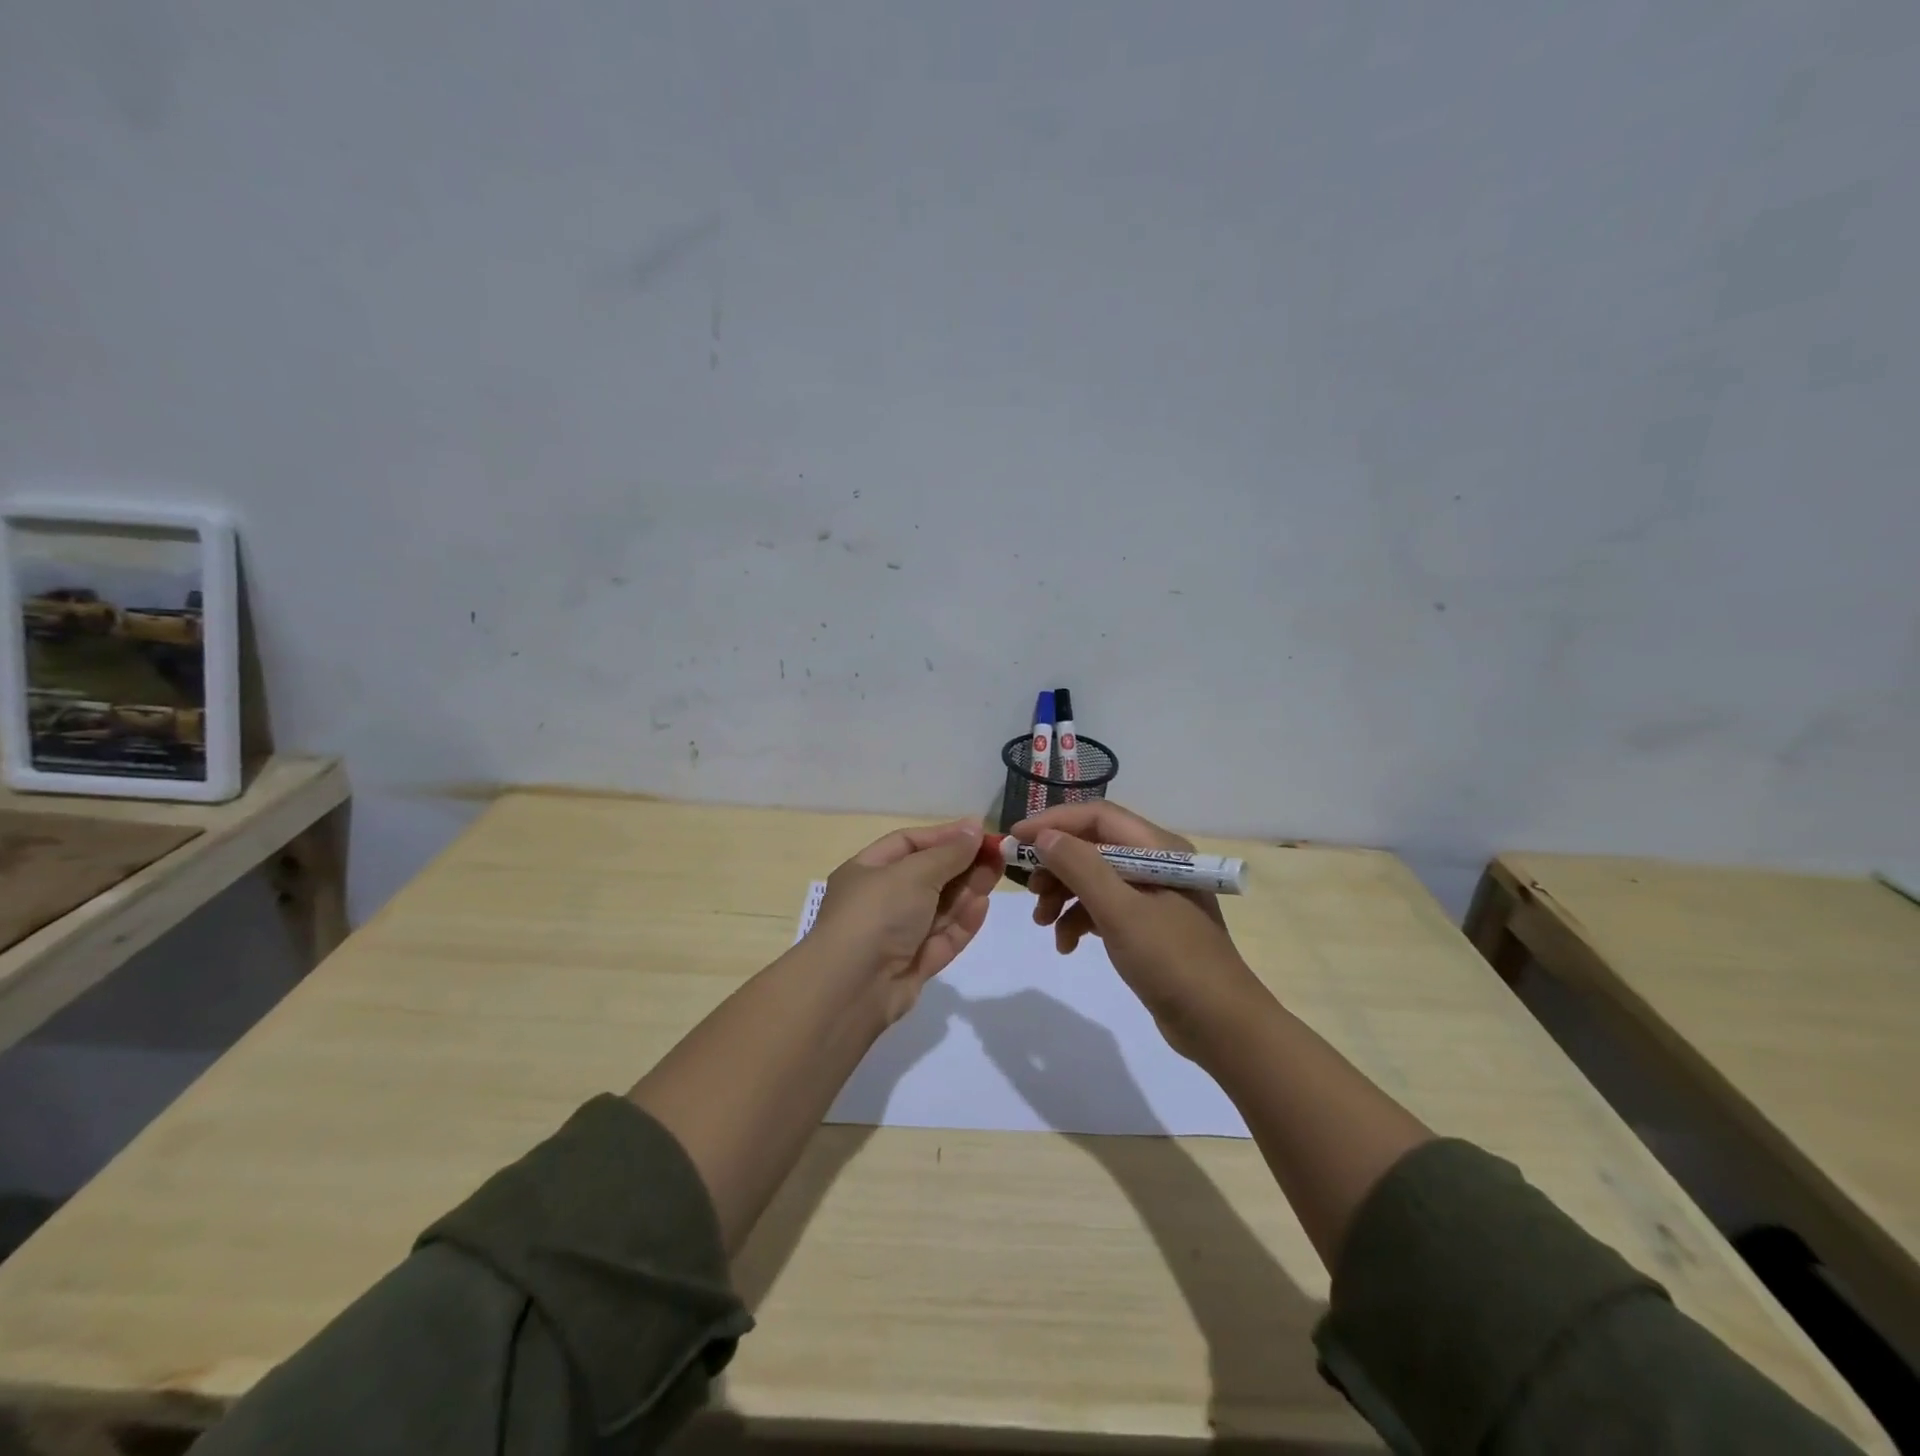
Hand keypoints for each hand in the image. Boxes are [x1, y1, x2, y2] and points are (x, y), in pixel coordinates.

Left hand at [809, 819, 999, 1023]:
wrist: (852, 988)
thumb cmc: (877, 913)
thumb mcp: (913, 873)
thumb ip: (949, 853)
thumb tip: (974, 828)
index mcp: (867, 870)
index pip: (909, 844)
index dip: (944, 836)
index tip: (979, 832)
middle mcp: (880, 900)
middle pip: (928, 876)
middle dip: (962, 864)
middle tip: (998, 855)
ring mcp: (897, 935)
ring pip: (939, 907)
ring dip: (967, 890)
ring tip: (997, 874)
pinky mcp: (914, 964)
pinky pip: (943, 937)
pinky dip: (962, 921)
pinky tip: (983, 905)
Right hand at [1012, 802, 1264, 1059]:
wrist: (1221, 1026)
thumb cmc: (1172, 961)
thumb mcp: (1121, 911)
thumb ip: (1080, 867)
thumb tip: (1043, 836)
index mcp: (1158, 848)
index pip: (1097, 816)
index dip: (1054, 822)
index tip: (1016, 839)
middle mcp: (1155, 862)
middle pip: (1092, 846)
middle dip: (1056, 865)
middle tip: (1030, 890)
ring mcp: (1152, 895)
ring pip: (1093, 878)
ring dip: (1063, 895)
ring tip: (1042, 923)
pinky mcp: (1147, 925)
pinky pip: (1103, 908)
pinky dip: (1079, 920)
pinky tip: (1066, 944)